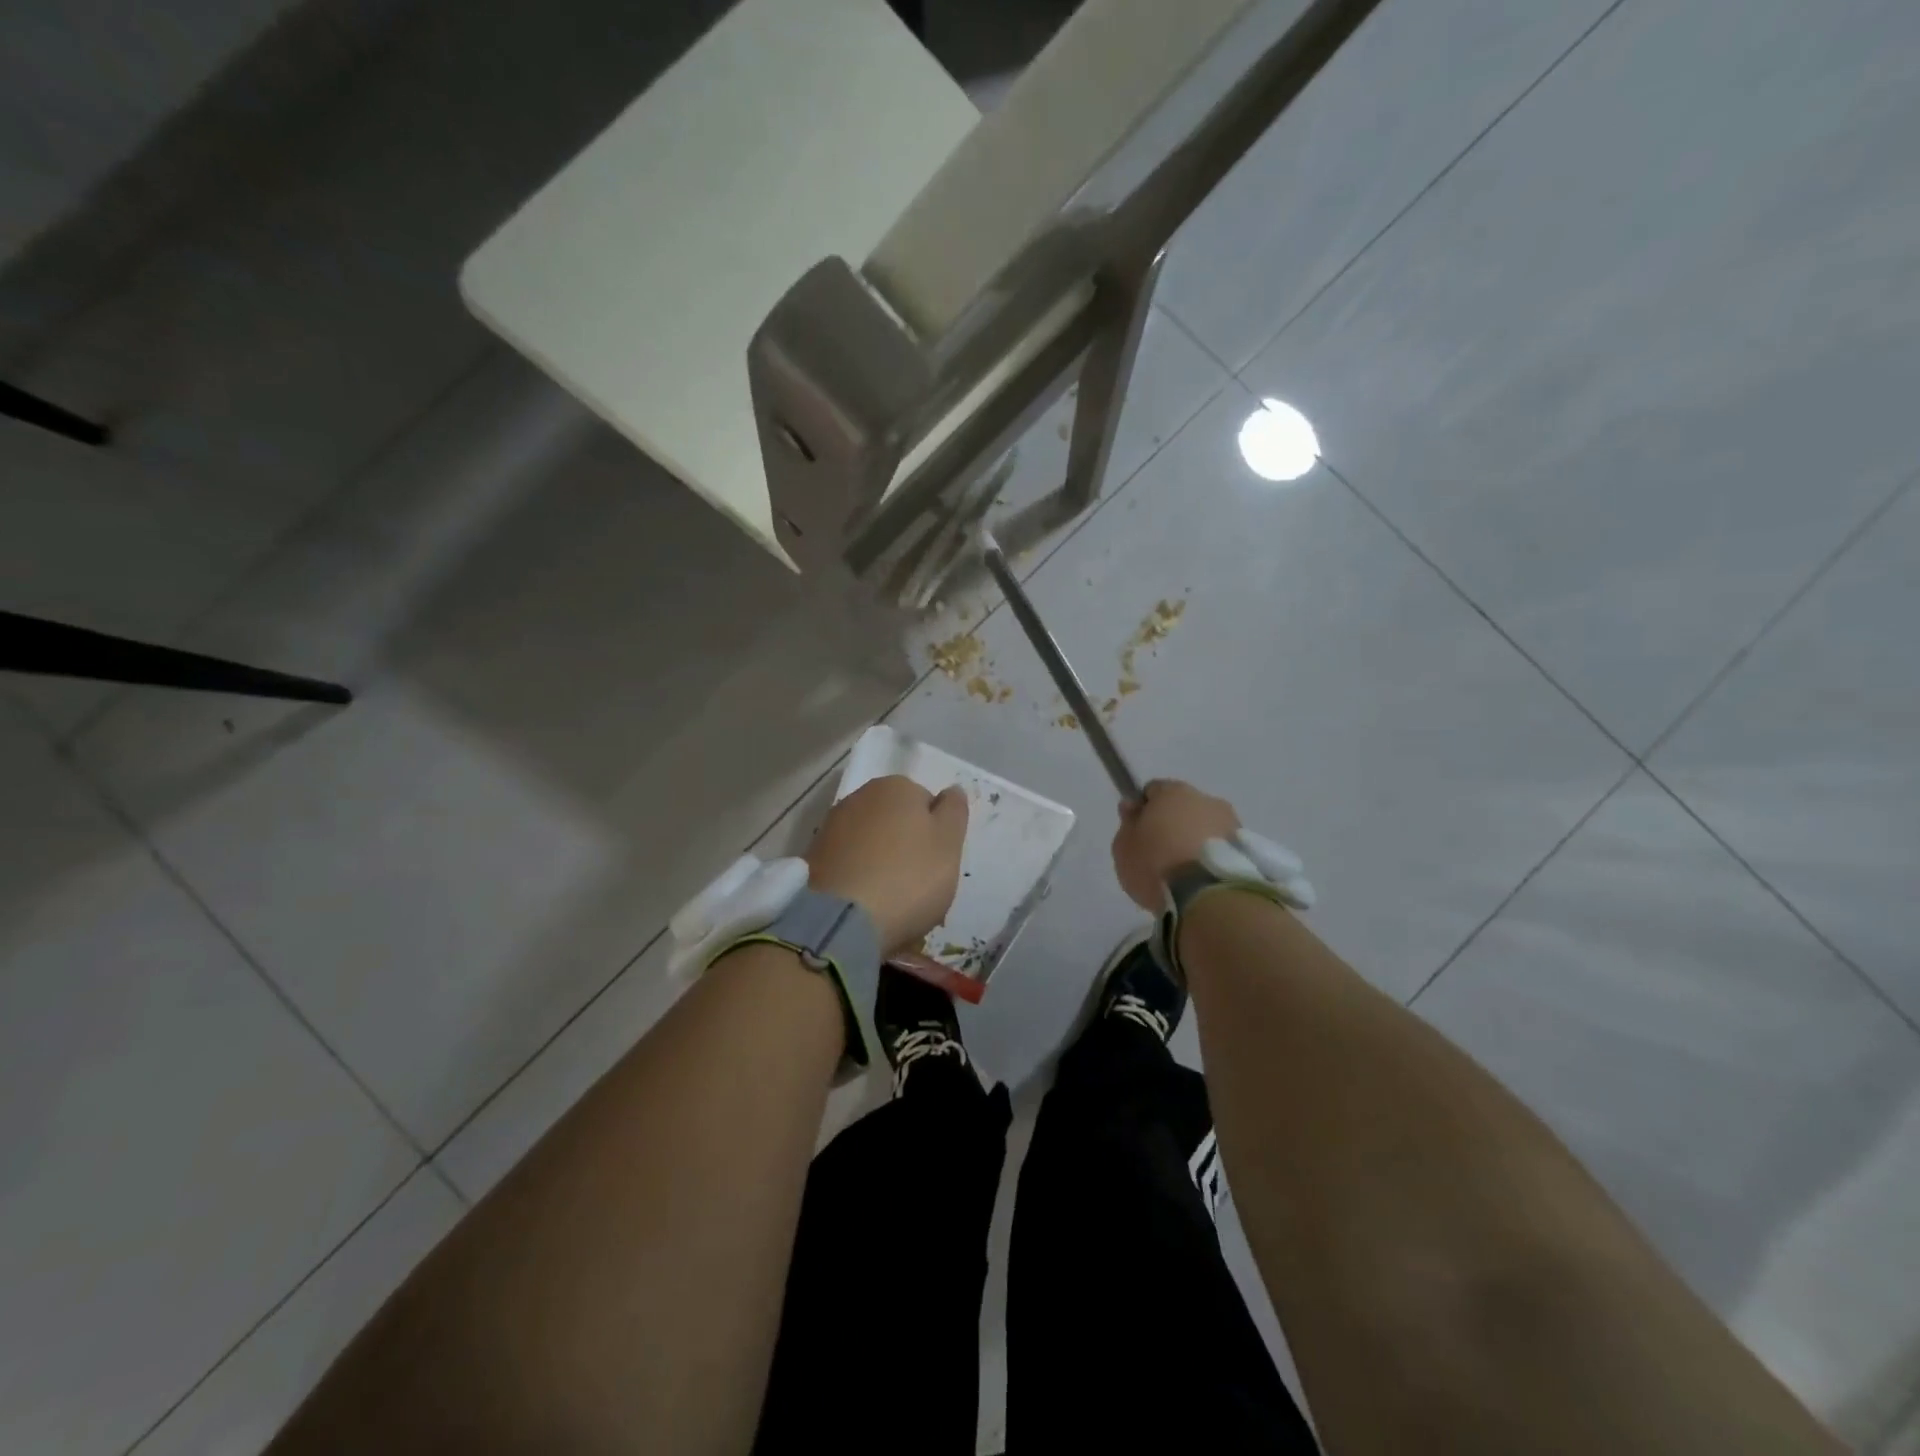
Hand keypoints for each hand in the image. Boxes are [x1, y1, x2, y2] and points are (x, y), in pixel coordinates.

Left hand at [808, 776, 968, 953]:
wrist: (840, 921)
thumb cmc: (908, 878)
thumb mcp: (949, 844)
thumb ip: (954, 811)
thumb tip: (952, 789)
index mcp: (896, 787)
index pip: (927, 804)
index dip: (936, 835)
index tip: (937, 865)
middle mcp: (860, 796)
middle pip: (897, 821)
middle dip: (907, 847)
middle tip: (917, 885)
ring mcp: (832, 825)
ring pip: (871, 843)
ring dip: (882, 863)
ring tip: (890, 901)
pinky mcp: (814, 856)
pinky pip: (849, 863)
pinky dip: (859, 877)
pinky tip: (864, 904)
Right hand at [1111, 779, 1241, 910]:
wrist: (1208, 897)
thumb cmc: (1157, 864)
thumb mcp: (1124, 847)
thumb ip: (1128, 823)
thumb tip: (1133, 806)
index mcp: (1173, 791)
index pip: (1153, 790)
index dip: (1144, 809)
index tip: (1138, 832)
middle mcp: (1206, 799)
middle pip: (1183, 807)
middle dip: (1174, 824)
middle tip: (1161, 854)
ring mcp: (1231, 822)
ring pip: (1206, 826)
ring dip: (1197, 840)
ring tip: (1186, 872)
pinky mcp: (1248, 848)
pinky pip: (1222, 847)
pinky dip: (1213, 857)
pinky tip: (1204, 879)